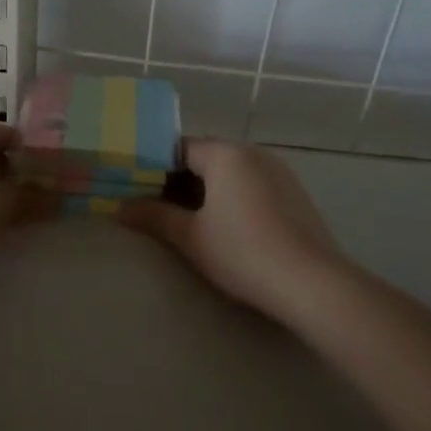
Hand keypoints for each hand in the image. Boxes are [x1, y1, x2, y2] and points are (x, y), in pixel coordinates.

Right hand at [119, 140, 347, 323]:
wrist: (311, 283)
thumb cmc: (242, 252)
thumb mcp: (190, 237)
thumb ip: (154, 217)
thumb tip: (120, 207)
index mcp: (226, 154)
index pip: (179, 147)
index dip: (153, 166)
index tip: (135, 187)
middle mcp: (254, 153)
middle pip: (206, 158)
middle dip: (178, 180)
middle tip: (154, 207)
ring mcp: (279, 173)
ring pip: (231, 173)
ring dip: (206, 191)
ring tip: (186, 220)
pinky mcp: (294, 195)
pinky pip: (253, 186)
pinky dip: (232, 198)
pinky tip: (225, 228)